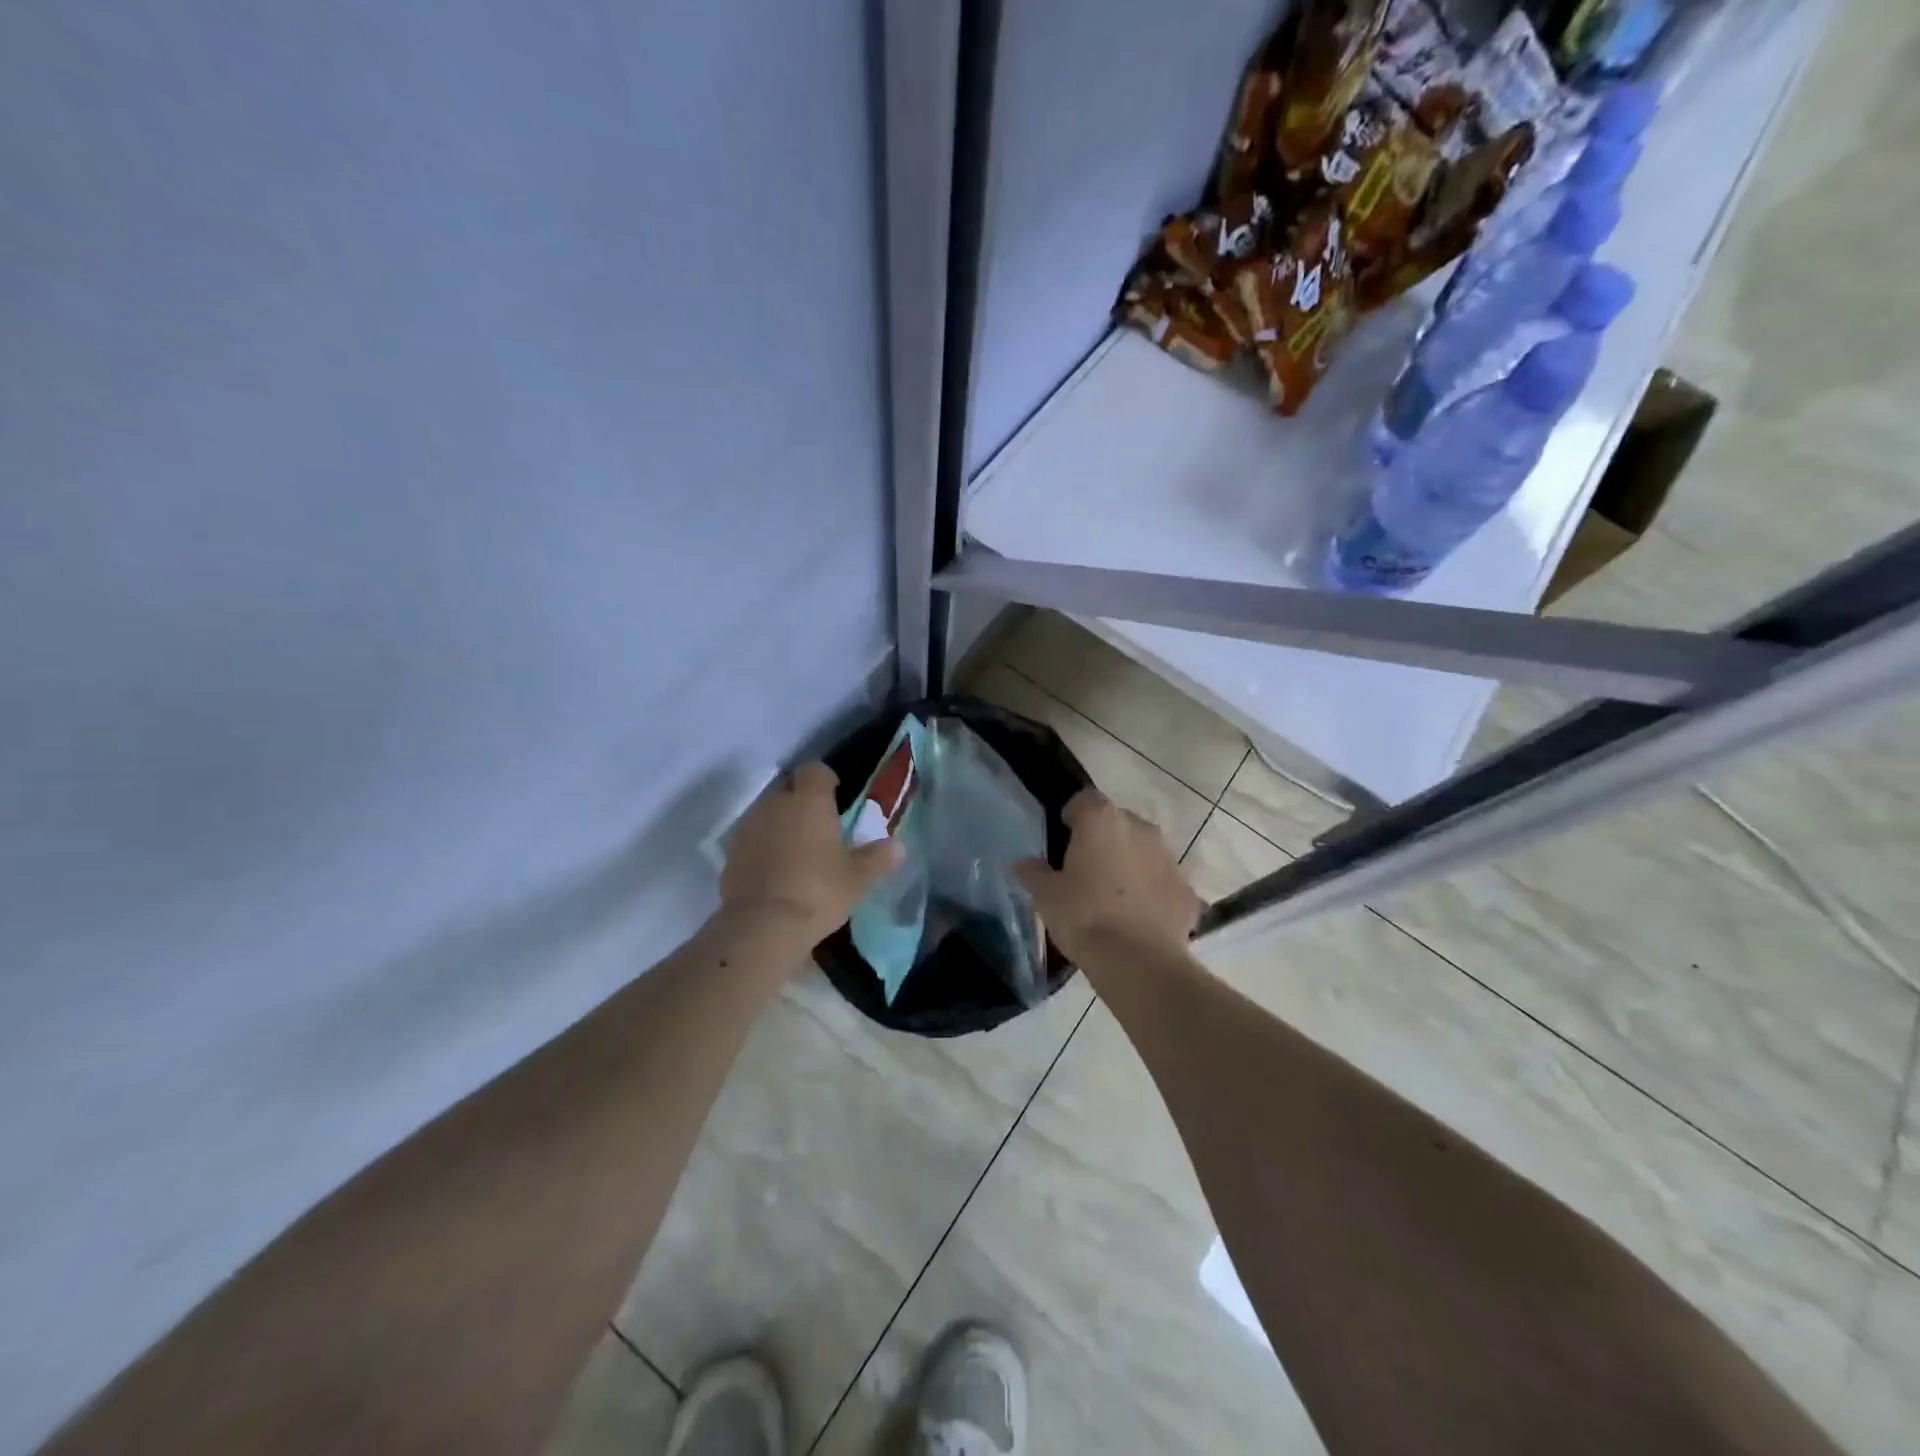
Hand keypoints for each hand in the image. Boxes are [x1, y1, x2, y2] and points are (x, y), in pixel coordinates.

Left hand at [719, 761, 901, 948]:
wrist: (762, 926)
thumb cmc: (818, 892)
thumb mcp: (858, 878)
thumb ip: (878, 858)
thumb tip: (898, 847)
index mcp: (809, 800)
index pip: (815, 769)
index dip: (825, 779)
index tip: (836, 796)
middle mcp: (775, 803)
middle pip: (789, 788)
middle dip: (802, 801)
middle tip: (819, 826)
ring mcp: (749, 826)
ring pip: (768, 811)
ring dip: (781, 822)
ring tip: (797, 849)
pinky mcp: (731, 851)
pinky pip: (752, 837)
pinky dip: (763, 845)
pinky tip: (775, 869)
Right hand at [1015, 789, 1203, 965]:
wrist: (1138, 962)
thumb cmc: (1084, 917)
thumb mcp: (1046, 896)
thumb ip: (1034, 873)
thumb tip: (1024, 863)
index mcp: (1102, 820)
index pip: (1084, 800)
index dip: (1073, 816)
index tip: (1063, 839)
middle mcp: (1140, 828)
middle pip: (1118, 823)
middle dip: (1104, 840)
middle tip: (1087, 871)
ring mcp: (1169, 858)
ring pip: (1144, 851)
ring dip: (1131, 865)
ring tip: (1115, 897)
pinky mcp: (1187, 890)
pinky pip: (1164, 883)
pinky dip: (1153, 893)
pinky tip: (1139, 919)